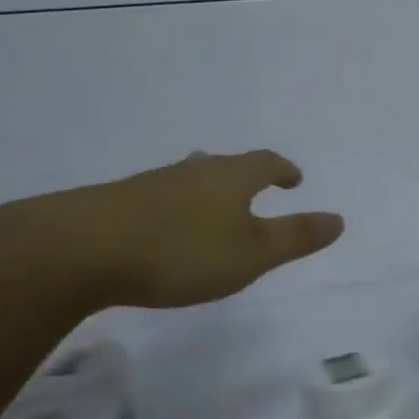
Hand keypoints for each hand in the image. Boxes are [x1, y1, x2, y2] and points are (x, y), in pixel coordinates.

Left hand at [15, 150, 344, 308]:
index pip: (266, 163)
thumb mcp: (251, 254)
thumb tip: (338, 219)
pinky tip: (162, 229)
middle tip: (253, 188)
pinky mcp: (116, 203)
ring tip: (209, 206)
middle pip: (225, 165)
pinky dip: (173, 208)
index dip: (283, 170)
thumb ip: (295, 238)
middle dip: (243, 176)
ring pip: (189, 179)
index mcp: (231, 178)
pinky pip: (158, 197)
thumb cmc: (182, 252)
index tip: (295, 179)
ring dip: (205, 190)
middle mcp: (194, 171)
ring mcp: (152, 184)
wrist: (80, 250)